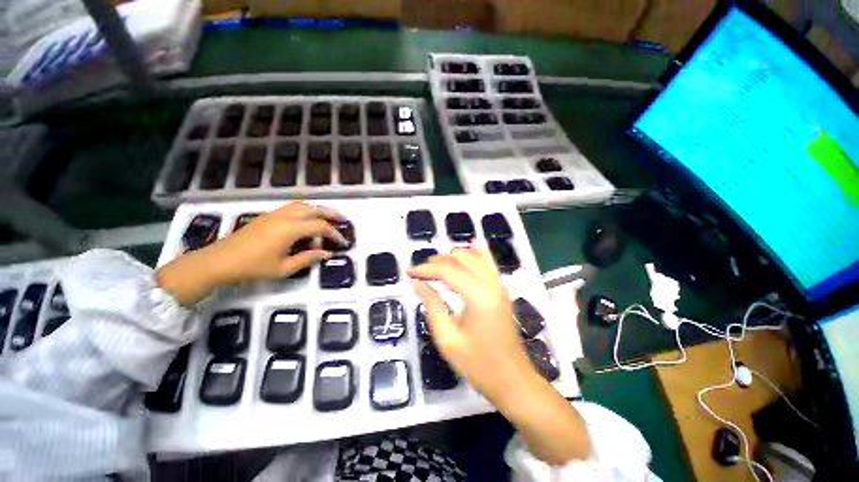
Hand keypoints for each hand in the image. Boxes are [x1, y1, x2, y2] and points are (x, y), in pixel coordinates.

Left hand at [157, 202, 345, 304]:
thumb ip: (308, 259)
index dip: (334, 234)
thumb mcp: (283, 268)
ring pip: (303, 205)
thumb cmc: (252, 268)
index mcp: (290, 229)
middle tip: (344, 219)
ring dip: (318, 209)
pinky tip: (308, 218)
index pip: (320, 227)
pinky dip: (306, 209)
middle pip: (314, 209)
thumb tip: (326, 253)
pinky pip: (292, 207)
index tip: (342, 243)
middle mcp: (285, 217)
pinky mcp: (267, 216)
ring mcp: (274, 214)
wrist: (218, 261)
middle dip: (331, 214)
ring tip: (328, 216)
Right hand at [408, 247, 532, 403]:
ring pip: (475, 255)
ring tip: (436, 269)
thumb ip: (432, 305)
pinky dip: (471, 257)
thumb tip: (417, 284)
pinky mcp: (501, 289)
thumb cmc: (478, 364)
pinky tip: (459, 261)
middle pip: (461, 258)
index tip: (409, 273)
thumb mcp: (447, 338)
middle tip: (421, 273)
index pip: (448, 270)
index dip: (426, 269)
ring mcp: (499, 284)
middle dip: (438, 261)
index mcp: (478, 296)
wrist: (512, 380)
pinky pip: (486, 263)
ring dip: (453, 257)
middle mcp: (491, 284)